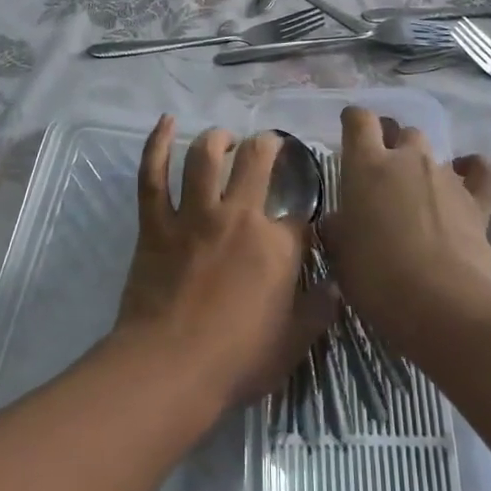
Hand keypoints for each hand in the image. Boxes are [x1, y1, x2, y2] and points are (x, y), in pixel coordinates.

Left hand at [111, 116, 319, 408]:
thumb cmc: (236, 361)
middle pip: (257, 163)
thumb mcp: (293, 343)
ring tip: (225, 138)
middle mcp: (238, 217)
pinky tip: (165, 123)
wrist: (169, 367)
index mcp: (277, 246)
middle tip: (269, 145)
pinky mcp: (156, 224)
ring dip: (218, 139)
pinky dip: (156, 145)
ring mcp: (193, 216)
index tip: (302, 220)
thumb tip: (337, 286)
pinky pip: (153, 176)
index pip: (299, 215)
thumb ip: (318, 310)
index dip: (304, 213)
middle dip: (268, 147)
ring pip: (205, 158)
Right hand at [322, 105, 490, 356]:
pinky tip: (465, 176)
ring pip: (434, 154)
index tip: (350, 129)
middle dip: (393, 145)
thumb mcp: (340, 254)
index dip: (354, 120)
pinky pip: (479, 172)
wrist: (440, 302)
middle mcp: (407, 160)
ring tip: (417, 194)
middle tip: (383, 174)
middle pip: (402, 132)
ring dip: (423, 167)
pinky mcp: (477, 202)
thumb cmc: (375, 276)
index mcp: (366, 166)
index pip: (359, 120)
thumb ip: (338, 228)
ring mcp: (446, 177)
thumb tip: (338, 222)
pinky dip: (472, 171)